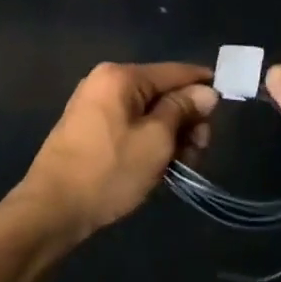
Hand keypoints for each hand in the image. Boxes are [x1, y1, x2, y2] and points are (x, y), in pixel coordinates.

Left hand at [20, 62, 218, 241]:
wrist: (52, 210)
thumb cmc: (108, 171)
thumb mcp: (156, 140)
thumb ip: (182, 110)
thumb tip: (206, 91)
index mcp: (120, 76)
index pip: (175, 71)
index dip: (203, 85)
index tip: (228, 101)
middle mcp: (105, 82)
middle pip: (162, 93)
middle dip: (186, 121)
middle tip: (198, 152)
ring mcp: (94, 106)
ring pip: (148, 114)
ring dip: (170, 137)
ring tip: (180, 168)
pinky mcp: (89, 130)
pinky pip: (131, 127)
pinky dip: (149, 143)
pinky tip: (160, 169)